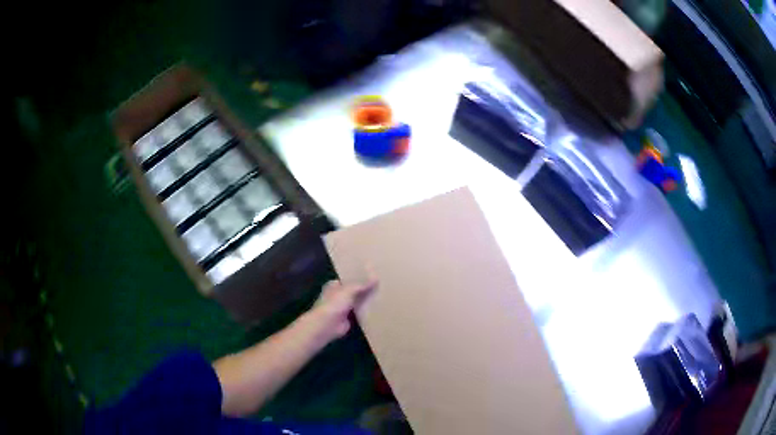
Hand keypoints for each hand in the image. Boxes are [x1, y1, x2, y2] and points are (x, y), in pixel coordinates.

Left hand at [307, 279, 376, 342]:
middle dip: (364, 289)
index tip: (372, 275)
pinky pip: (359, 313)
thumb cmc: (334, 303)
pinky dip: (366, 312)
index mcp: (334, 285)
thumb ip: (362, 285)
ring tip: (381, 295)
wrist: (327, 325)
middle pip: (353, 291)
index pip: (348, 279)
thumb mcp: (349, 290)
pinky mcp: (348, 318)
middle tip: (380, 285)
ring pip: (357, 302)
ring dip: (365, 301)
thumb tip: (376, 278)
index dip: (358, 277)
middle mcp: (337, 295)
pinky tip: (378, 308)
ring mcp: (343, 308)